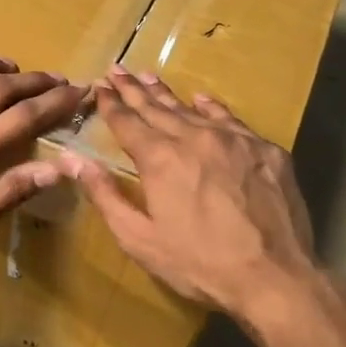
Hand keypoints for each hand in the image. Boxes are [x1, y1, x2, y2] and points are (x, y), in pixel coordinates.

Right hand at [61, 67, 317, 327]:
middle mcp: (194, 138)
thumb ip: (104, 195)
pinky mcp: (265, 151)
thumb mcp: (139, 238)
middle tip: (117, 70)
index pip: (127, 122)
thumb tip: (72, 159)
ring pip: (192, 109)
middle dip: (133, 89)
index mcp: (160, 159)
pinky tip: (202, 100)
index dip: (110, 104)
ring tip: (149, 77)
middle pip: (157, 108)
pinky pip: (231, 120)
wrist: (273, 276)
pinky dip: (211, 108)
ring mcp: (234, 140)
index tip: (98, 86)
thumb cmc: (198, 263)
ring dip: (167, 94)